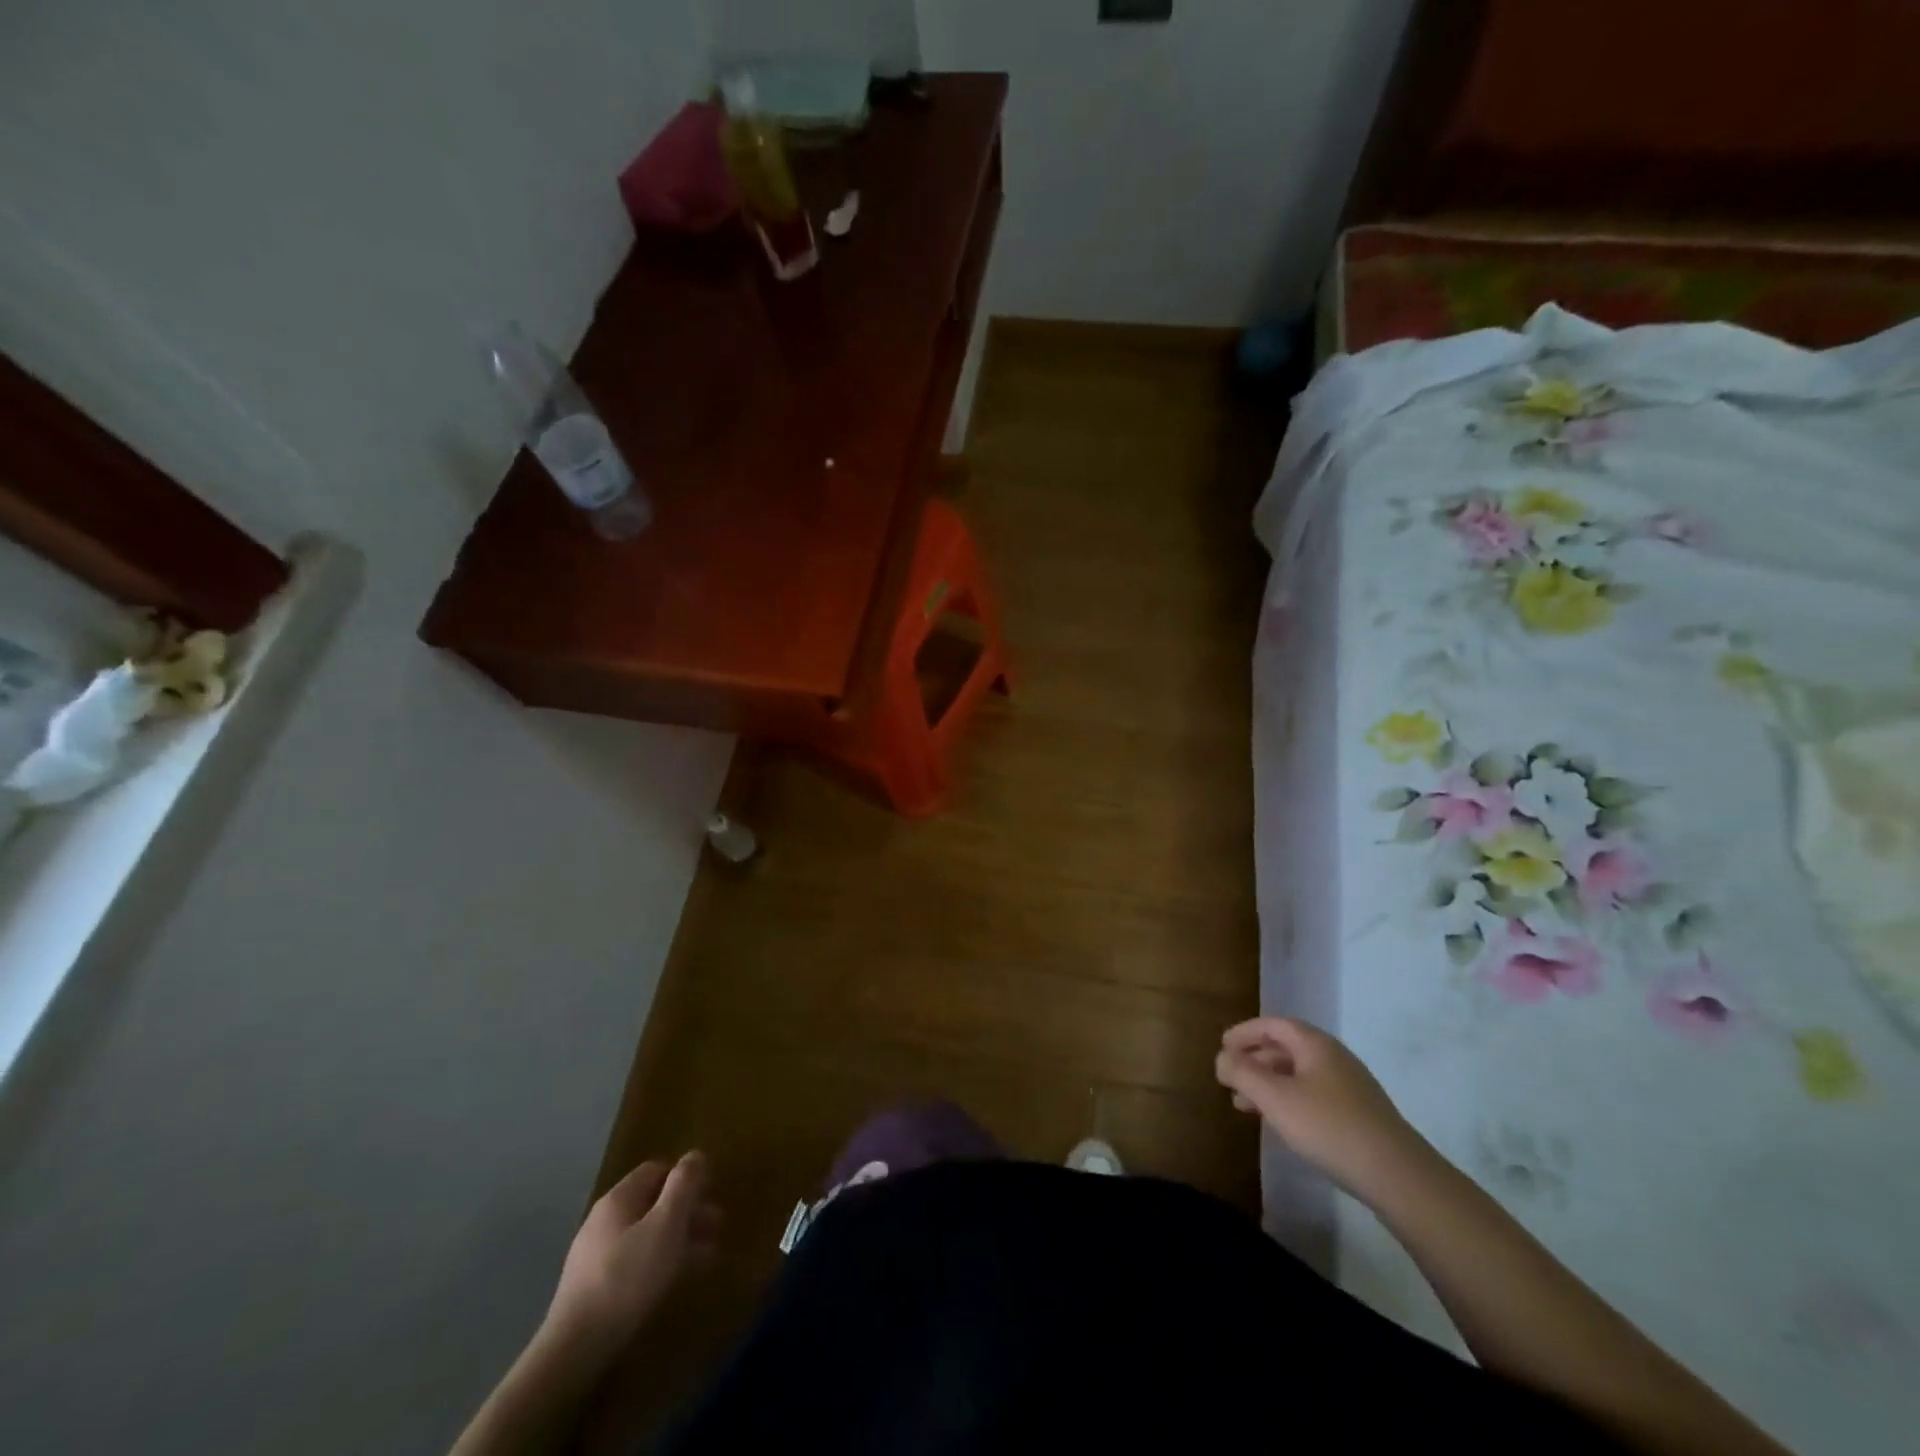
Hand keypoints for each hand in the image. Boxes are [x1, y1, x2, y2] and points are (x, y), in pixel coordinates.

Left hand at [545, 1152, 719, 1359]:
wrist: (576, 1349)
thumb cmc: (628, 1276)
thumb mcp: (666, 1224)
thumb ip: (684, 1185)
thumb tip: (695, 1154)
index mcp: (619, 1199)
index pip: (656, 1170)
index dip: (685, 1177)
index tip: (710, 1193)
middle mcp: (605, 1221)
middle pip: (653, 1203)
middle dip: (688, 1211)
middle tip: (717, 1225)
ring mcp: (598, 1257)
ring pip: (648, 1235)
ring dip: (680, 1238)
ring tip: (710, 1254)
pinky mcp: (597, 1289)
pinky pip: (638, 1263)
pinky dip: (663, 1262)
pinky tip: (681, 1278)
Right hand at [1215, 1018, 1425, 1200]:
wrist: (1399, 1177)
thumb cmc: (1329, 1127)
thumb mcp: (1276, 1098)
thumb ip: (1243, 1073)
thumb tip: (1222, 1058)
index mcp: (1316, 1045)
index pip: (1273, 1025)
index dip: (1245, 1032)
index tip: (1222, 1047)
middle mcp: (1334, 1058)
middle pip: (1286, 1048)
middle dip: (1254, 1061)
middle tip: (1230, 1078)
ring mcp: (1351, 1087)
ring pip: (1299, 1075)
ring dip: (1269, 1084)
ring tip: (1245, 1107)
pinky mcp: (1359, 1115)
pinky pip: (1313, 1095)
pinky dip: (1288, 1100)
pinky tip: (1281, 1124)